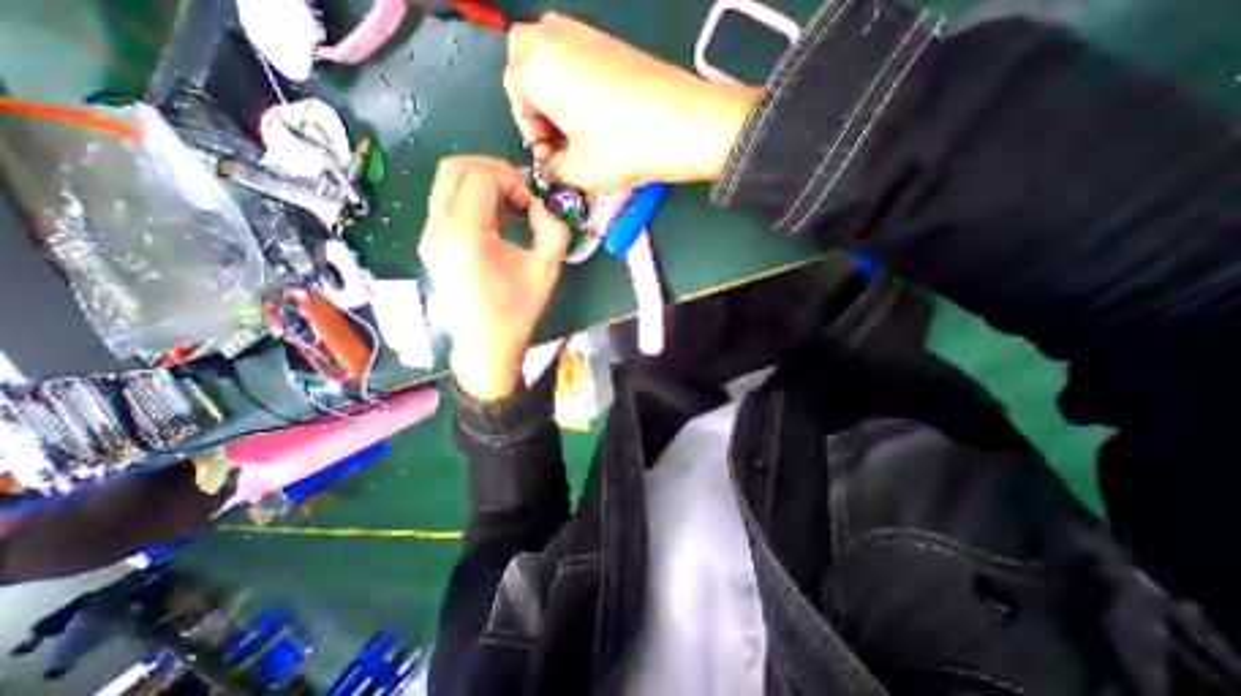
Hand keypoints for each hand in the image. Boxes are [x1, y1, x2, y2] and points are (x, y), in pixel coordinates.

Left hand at [417, 155, 570, 399]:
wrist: (486, 346)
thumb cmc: (518, 311)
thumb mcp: (547, 269)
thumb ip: (554, 229)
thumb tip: (541, 206)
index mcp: (466, 235)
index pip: (480, 176)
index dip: (511, 179)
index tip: (532, 202)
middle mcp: (438, 229)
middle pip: (454, 168)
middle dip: (492, 170)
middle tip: (520, 191)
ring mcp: (428, 236)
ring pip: (446, 183)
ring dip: (481, 184)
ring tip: (511, 207)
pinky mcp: (429, 245)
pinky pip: (446, 204)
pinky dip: (471, 200)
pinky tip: (496, 223)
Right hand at [501, 13, 756, 190]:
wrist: (686, 125)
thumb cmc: (625, 148)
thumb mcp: (581, 172)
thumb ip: (555, 170)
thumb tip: (551, 167)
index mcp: (539, 66)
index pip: (514, 92)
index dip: (530, 130)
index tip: (551, 155)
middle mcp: (556, 37)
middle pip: (526, 62)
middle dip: (534, 100)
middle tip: (556, 134)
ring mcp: (587, 34)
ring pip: (551, 55)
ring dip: (554, 91)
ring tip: (577, 128)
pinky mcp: (612, 42)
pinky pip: (577, 56)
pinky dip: (575, 82)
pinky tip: (597, 114)